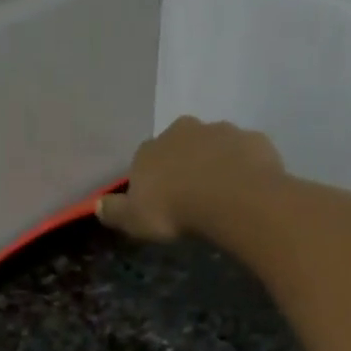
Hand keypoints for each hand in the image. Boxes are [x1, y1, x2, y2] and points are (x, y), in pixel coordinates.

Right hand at [95, 116, 284, 242]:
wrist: (230, 197)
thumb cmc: (174, 209)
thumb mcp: (134, 220)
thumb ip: (114, 211)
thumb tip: (97, 204)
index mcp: (151, 149)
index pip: (144, 161)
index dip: (151, 181)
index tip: (158, 202)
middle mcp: (183, 130)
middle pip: (180, 146)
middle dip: (183, 165)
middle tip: (190, 196)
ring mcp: (221, 130)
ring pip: (214, 146)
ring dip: (214, 164)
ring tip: (220, 196)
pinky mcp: (253, 139)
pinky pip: (244, 154)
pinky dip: (243, 168)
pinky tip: (244, 190)